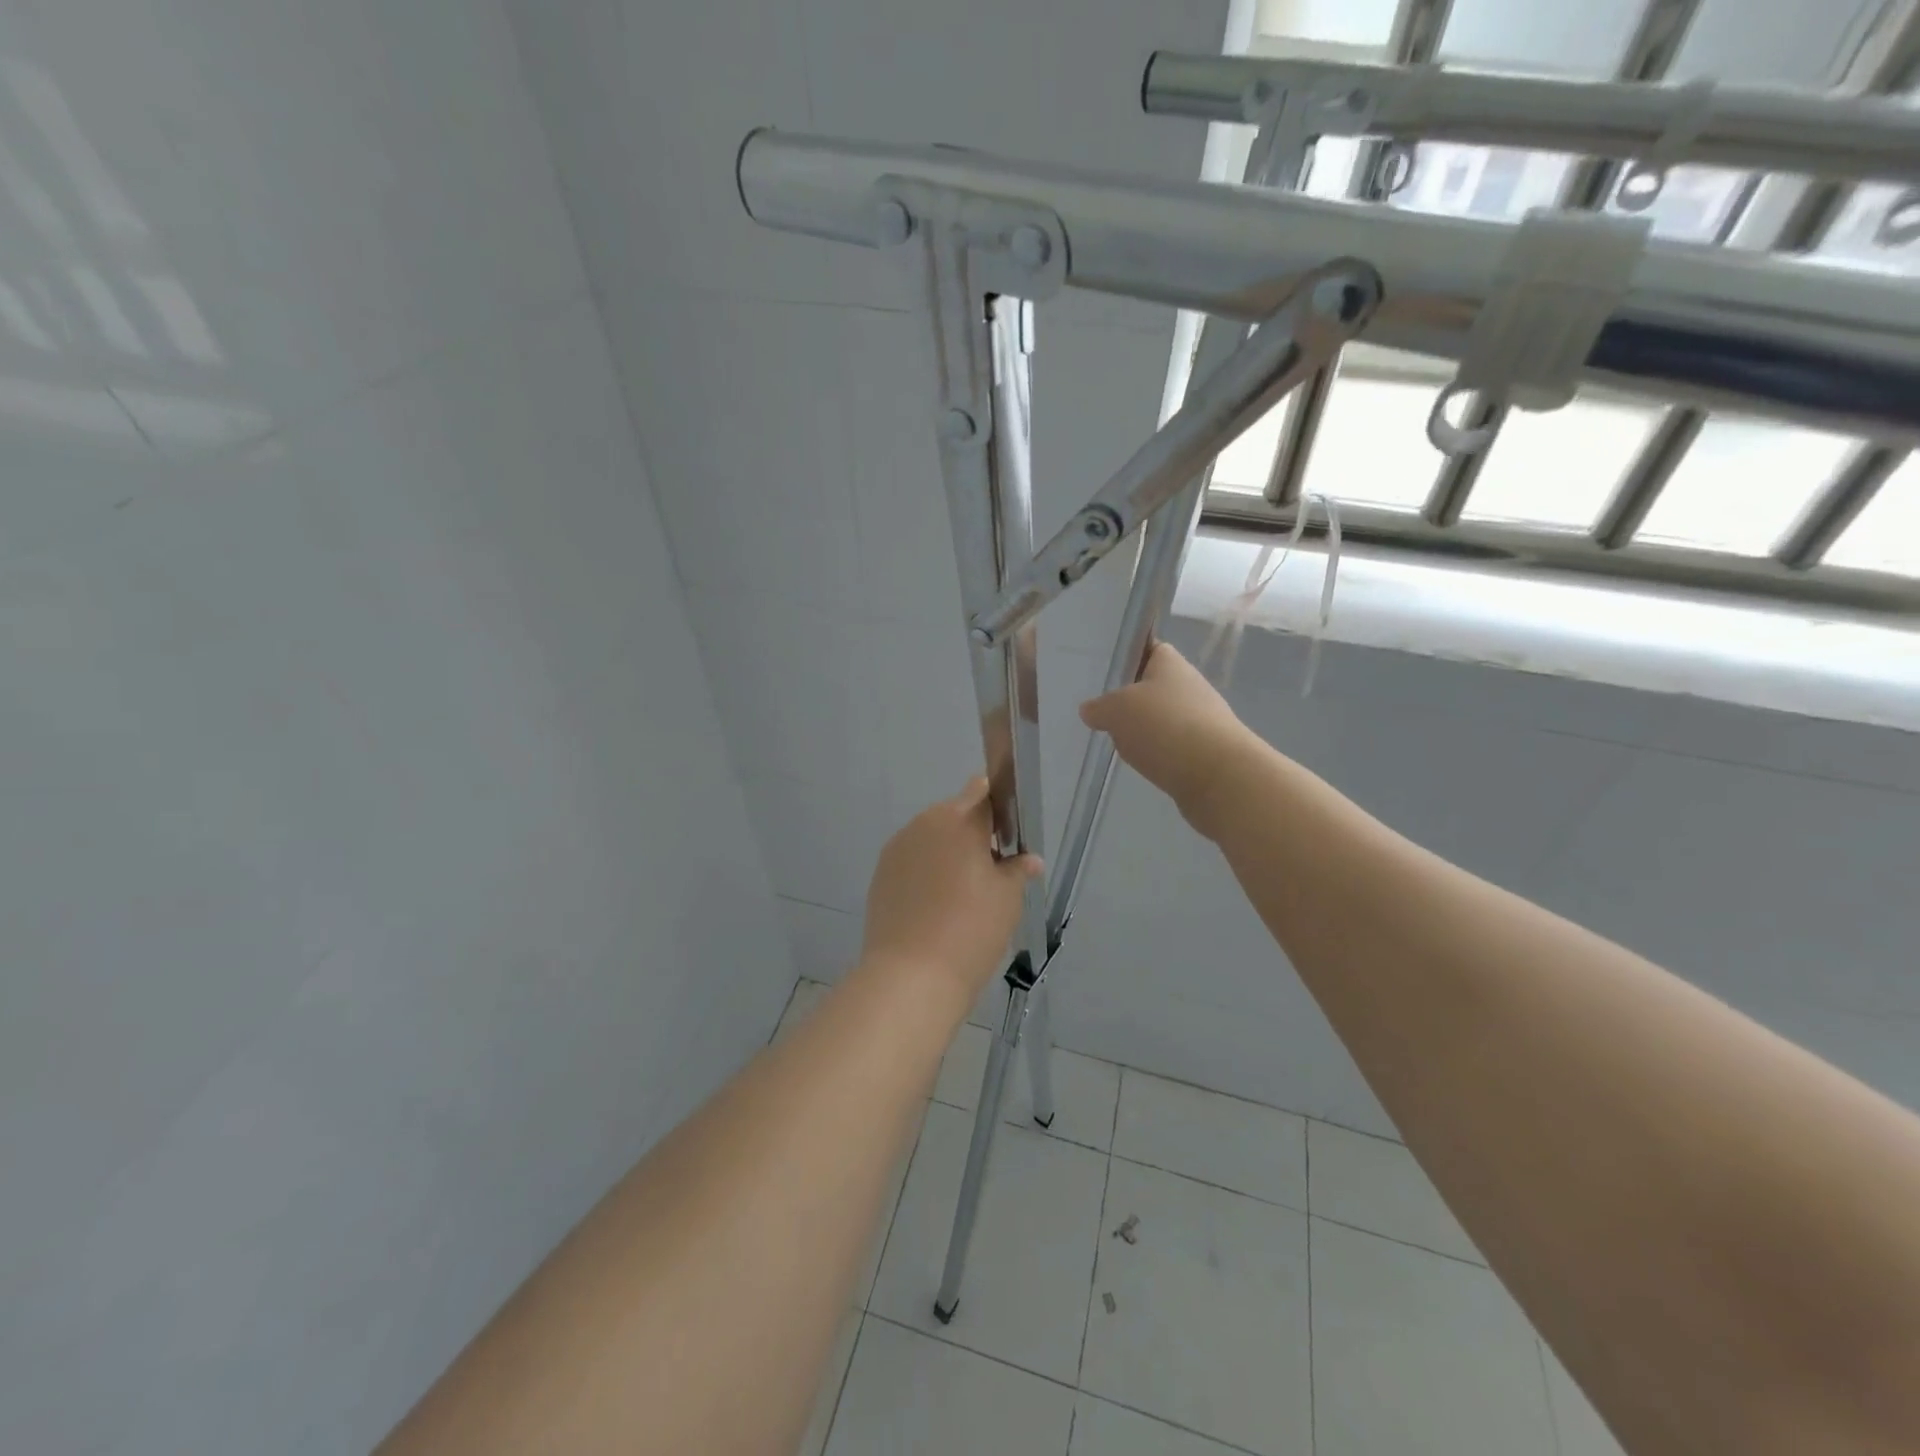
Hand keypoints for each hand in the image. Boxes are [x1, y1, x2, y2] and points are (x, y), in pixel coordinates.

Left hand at [861, 779, 1042, 1000]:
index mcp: (959, 820)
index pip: (981, 792)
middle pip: (954, 815)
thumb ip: (1018, 870)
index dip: (997, 805)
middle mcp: (924, 824)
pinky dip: (926, 872)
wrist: (911, 976)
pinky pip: (912, 861)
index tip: (1008, 832)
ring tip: (964, 893)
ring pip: (931, 838)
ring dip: (948, 852)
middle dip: (973, 834)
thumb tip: (1029, 860)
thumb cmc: (971, 929)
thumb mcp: (1007, 899)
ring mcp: (898, 848)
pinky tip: (937, 905)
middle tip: (992, 870)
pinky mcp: (881, 874)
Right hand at [1080, 642, 1260, 835]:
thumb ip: (1099, 707)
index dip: (1128, 656)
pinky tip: (1143, 764)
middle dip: (1130, 700)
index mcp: (1171, 663)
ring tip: (1118, 741)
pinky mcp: (1204, 751)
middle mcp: (1189, 686)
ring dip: (1143, 730)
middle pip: (1153, 686)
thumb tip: (1090, 710)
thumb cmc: (1164, 727)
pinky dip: (1157, 754)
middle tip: (1102, 711)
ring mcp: (1200, 719)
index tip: (1106, 672)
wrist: (1217, 776)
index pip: (1149, 648)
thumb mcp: (1117, 710)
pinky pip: (1171, 746)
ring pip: (1162, 718)